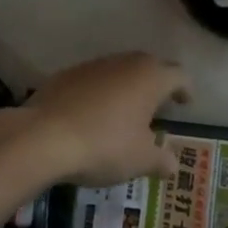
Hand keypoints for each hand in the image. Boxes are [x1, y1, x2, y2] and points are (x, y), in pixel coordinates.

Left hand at [14, 53, 189, 185]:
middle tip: (157, 106)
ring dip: (126, 87)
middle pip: (149, 67)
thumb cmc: (104, 145)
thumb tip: (173, 164)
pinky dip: (99, 93)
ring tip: (125, 113)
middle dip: (156, 84)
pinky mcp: (66, 75)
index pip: (179, 76)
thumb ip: (161, 160)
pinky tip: (93, 116)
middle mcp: (125, 63)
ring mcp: (93, 66)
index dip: (185, 90)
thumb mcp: (140, 160)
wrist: (42, 137)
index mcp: (151, 78)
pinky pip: (93, 80)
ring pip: (119, 71)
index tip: (185, 103)